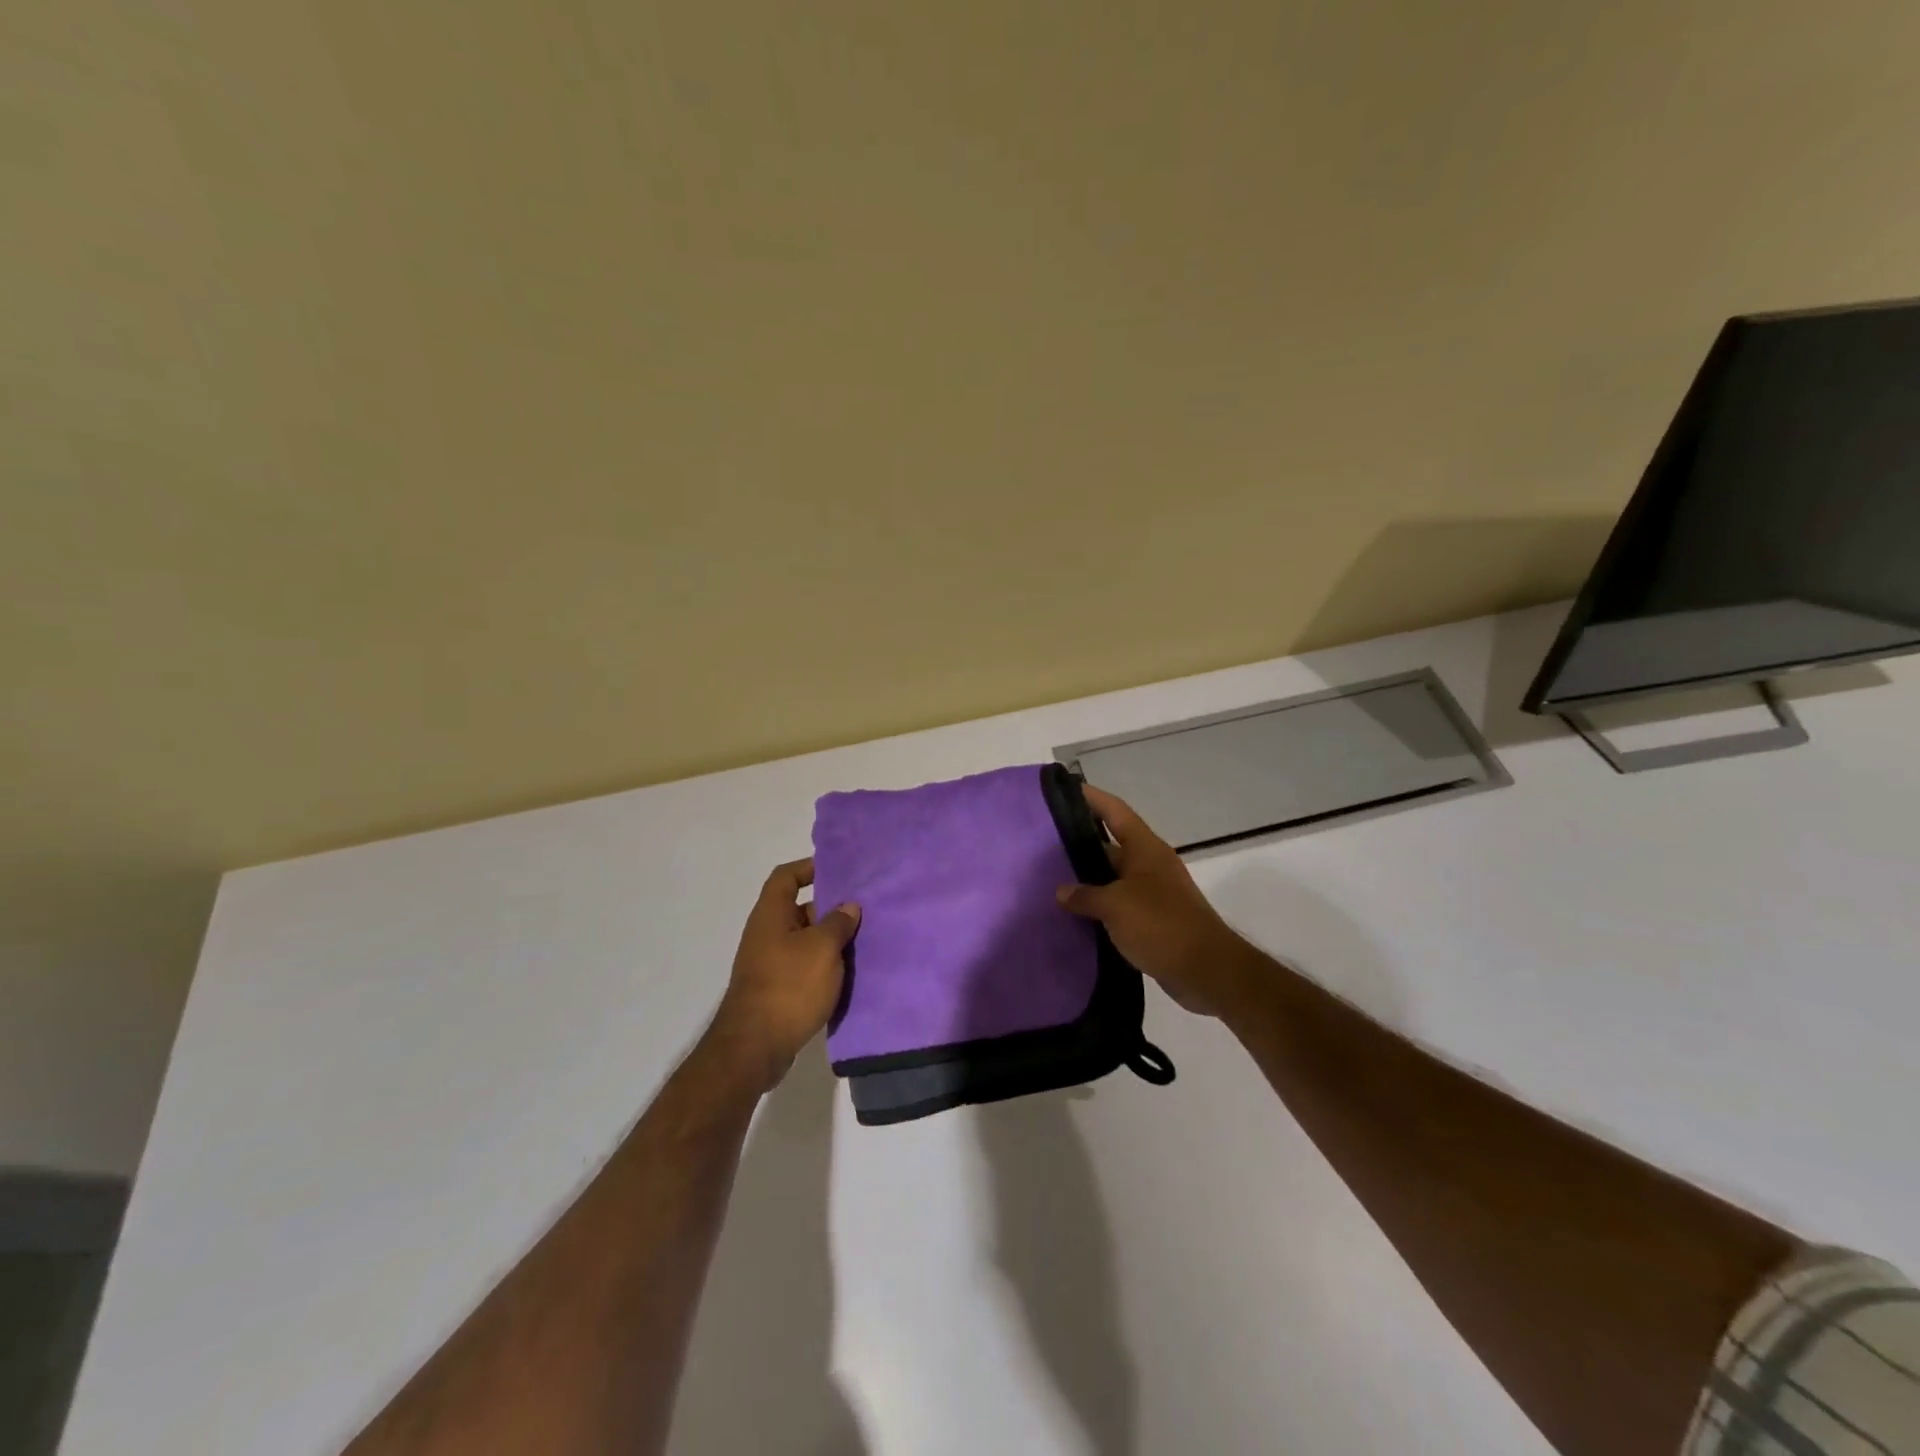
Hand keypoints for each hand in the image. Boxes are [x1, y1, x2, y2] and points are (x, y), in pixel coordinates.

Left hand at [707, 859, 860, 1093]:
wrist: (755, 1047)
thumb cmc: (789, 986)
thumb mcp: (822, 948)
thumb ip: (838, 922)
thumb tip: (848, 905)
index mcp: (771, 914)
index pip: (786, 877)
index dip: (809, 868)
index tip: (838, 870)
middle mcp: (766, 933)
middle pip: (798, 908)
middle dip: (829, 908)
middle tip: (862, 910)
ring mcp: (768, 963)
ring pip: (804, 940)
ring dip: (829, 940)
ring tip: (863, 941)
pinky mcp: (776, 989)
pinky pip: (803, 965)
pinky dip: (823, 965)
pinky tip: (848, 973)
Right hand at [1056, 786, 1257, 1018]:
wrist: (1205, 970)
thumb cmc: (1160, 925)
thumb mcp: (1115, 906)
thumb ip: (1085, 895)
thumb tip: (1061, 891)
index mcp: (1145, 848)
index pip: (1114, 811)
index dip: (1091, 798)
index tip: (1064, 790)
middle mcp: (1149, 864)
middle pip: (1111, 842)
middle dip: (1080, 840)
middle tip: (1043, 840)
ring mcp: (1152, 892)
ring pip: (1112, 875)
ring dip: (1087, 876)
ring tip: (1050, 875)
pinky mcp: (1152, 919)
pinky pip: (1118, 902)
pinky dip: (1098, 904)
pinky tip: (1073, 911)